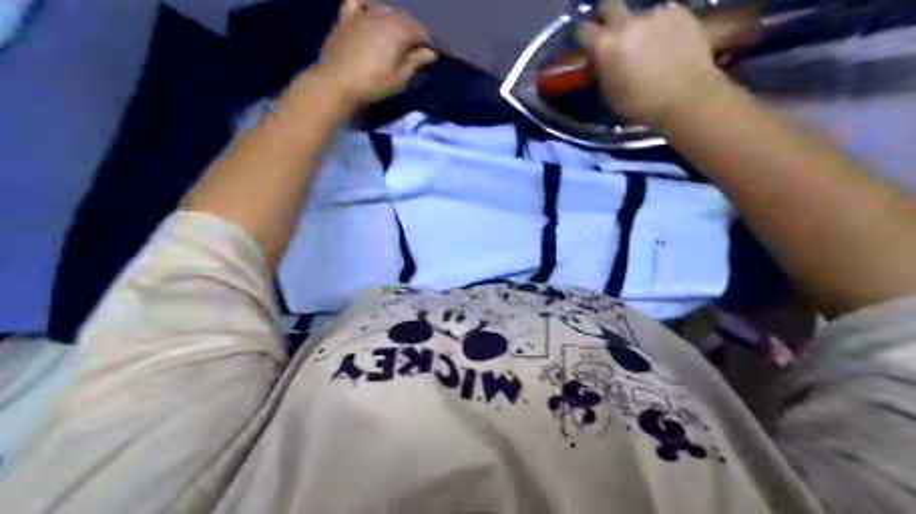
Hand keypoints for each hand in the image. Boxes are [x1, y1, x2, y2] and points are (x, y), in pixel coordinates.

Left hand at [308, 1, 435, 111]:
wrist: (336, 83)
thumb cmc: (373, 83)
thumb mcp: (400, 78)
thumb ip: (416, 61)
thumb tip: (430, 52)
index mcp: (400, 29)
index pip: (421, 31)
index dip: (426, 44)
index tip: (426, 58)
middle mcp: (383, 15)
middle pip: (405, 18)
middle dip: (412, 32)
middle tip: (412, 51)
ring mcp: (363, 13)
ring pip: (386, 9)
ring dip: (394, 20)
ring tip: (394, 37)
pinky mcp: (346, 17)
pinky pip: (359, 1)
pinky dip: (368, 5)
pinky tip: (370, 13)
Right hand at [579, 0, 730, 125]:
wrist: (687, 98)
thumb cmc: (642, 104)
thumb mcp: (610, 93)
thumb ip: (603, 69)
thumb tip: (603, 60)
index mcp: (605, 44)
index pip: (584, 29)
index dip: (587, 38)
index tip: (592, 47)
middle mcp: (626, 22)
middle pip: (609, 5)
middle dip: (608, 18)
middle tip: (616, 37)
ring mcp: (654, 14)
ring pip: (639, 15)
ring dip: (640, 28)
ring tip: (652, 48)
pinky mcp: (679, 11)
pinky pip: (664, 16)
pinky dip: (663, 28)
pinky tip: (670, 45)